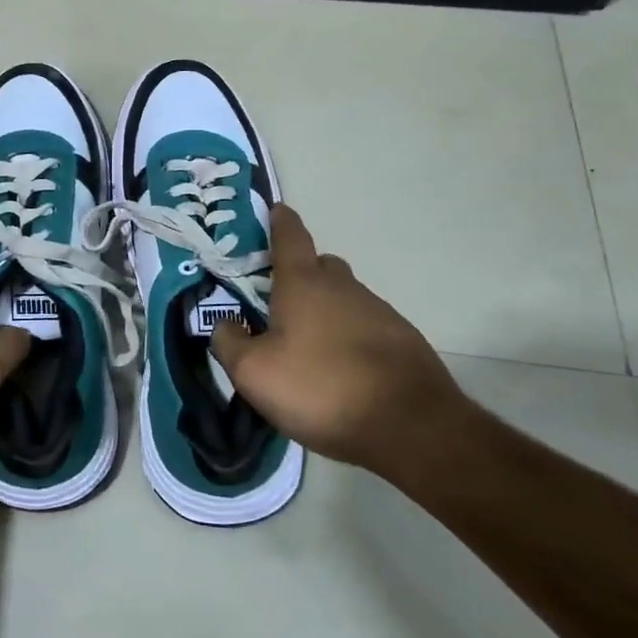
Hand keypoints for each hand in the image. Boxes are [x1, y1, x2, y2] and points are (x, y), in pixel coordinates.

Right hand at [209, 205, 470, 482]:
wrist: (411, 426)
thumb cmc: (321, 388)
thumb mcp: (254, 373)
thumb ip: (229, 343)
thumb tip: (226, 324)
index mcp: (303, 283)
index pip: (290, 236)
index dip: (279, 221)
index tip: (275, 210)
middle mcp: (343, 287)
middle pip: (320, 266)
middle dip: (300, 274)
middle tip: (279, 302)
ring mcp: (378, 312)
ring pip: (344, 298)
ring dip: (325, 311)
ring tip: (309, 348)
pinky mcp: (402, 341)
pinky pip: (366, 326)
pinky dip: (350, 337)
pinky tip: (342, 370)